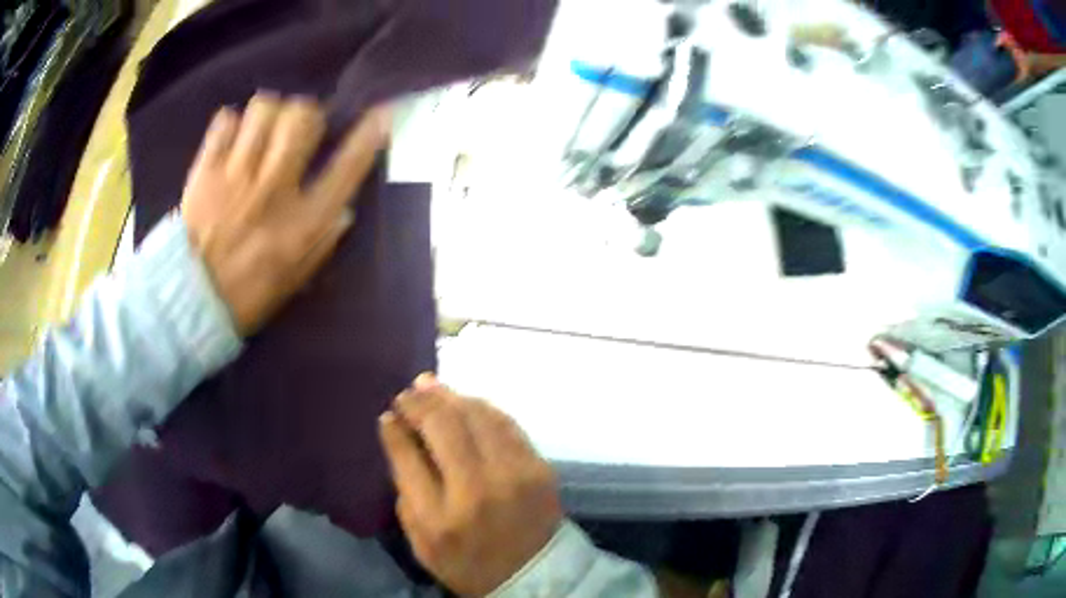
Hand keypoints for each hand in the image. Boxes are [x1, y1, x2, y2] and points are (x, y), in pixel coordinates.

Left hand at [181, 92, 389, 334]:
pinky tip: (232, 140)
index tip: (380, 114)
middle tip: (297, 129)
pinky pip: (224, 122)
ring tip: (262, 131)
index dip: (368, 135)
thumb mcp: (295, 278)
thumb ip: (322, 242)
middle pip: (303, 118)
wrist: (190, 301)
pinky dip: (231, 124)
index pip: (347, 167)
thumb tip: (344, 209)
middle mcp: (274, 189)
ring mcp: (236, 175)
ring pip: (263, 110)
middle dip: (307, 114)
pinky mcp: (206, 170)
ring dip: (268, 114)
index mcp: (302, 222)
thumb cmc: (247, 294)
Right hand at [379, 374, 563, 596]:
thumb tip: (396, 433)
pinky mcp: (539, 467)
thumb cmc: (467, 562)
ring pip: (477, 415)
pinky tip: (466, 403)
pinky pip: (507, 423)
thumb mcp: (421, 541)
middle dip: (420, 402)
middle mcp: (477, 490)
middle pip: (444, 426)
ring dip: (450, 397)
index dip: (396, 427)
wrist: (532, 575)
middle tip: (407, 393)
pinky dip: (482, 408)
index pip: (409, 455)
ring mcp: (515, 475)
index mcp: (440, 517)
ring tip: (431, 387)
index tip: (390, 413)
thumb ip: (405, 489)